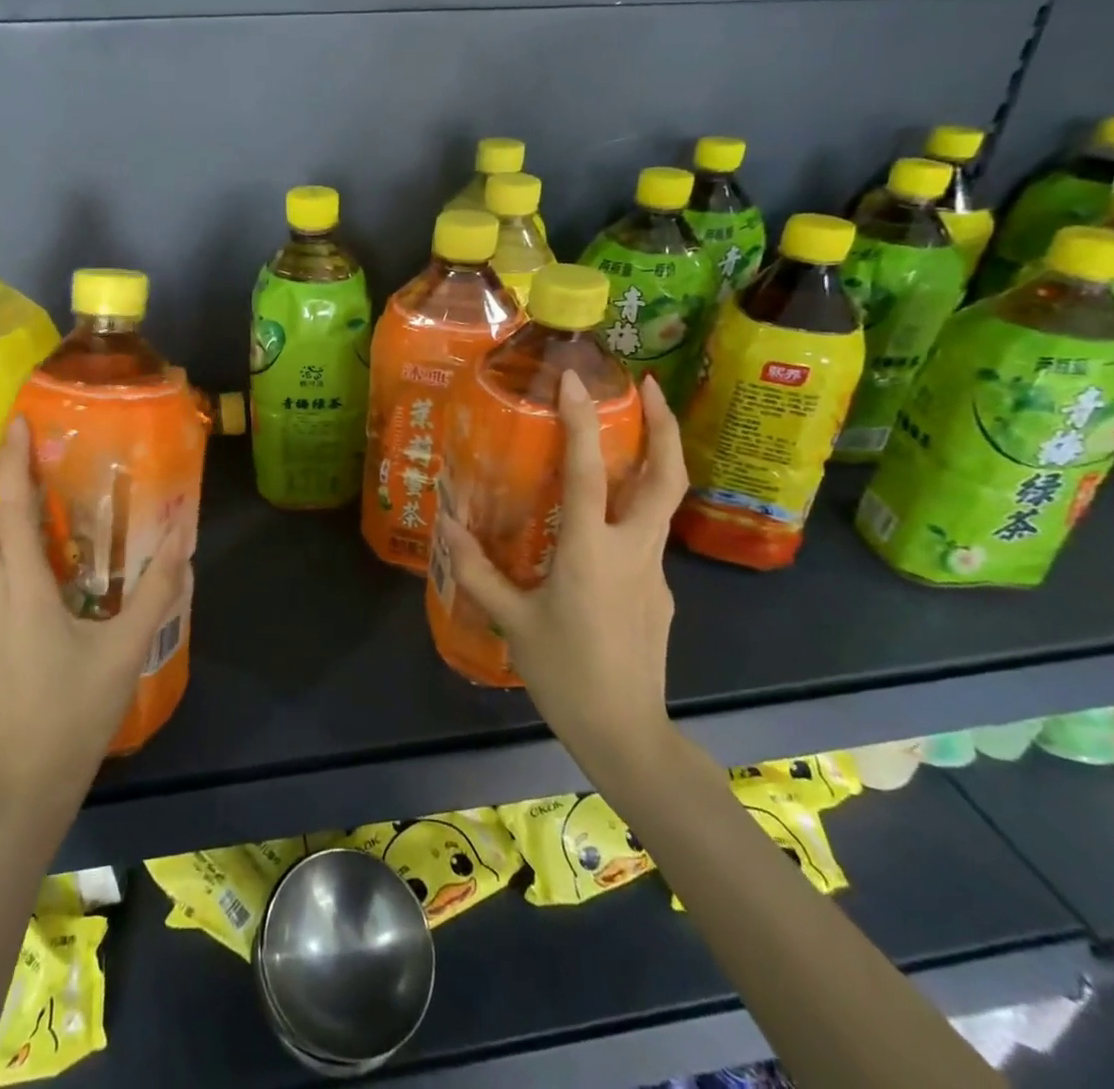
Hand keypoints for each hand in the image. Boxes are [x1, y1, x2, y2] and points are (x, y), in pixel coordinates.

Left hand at [0, 415, 191, 800]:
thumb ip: (158, 589)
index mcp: (23, 595)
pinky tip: (20, 567)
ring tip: (15, 495)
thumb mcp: (128, 647)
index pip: (11, 514)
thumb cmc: (80, 709)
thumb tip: (184, 536)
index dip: (14, 464)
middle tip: (14, 453)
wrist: (31, 778)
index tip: (17, 424)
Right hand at [439, 372, 687, 781]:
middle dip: (665, 424)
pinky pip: (646, 538)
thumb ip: (478, 569)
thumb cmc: (565, 674)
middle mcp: (632, 550)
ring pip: (661, 503)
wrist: (626, 733)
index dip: (581, 420)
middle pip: (666, 475)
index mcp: (590, 551)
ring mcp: (655, 571)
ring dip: (653, 460)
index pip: (587, 470)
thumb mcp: (512, 620)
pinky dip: (631, 511)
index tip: (574, 380)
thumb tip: (447, 525)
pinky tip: (600, 528)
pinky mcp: (660, 592)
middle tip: (648, 386)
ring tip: (628, 437)